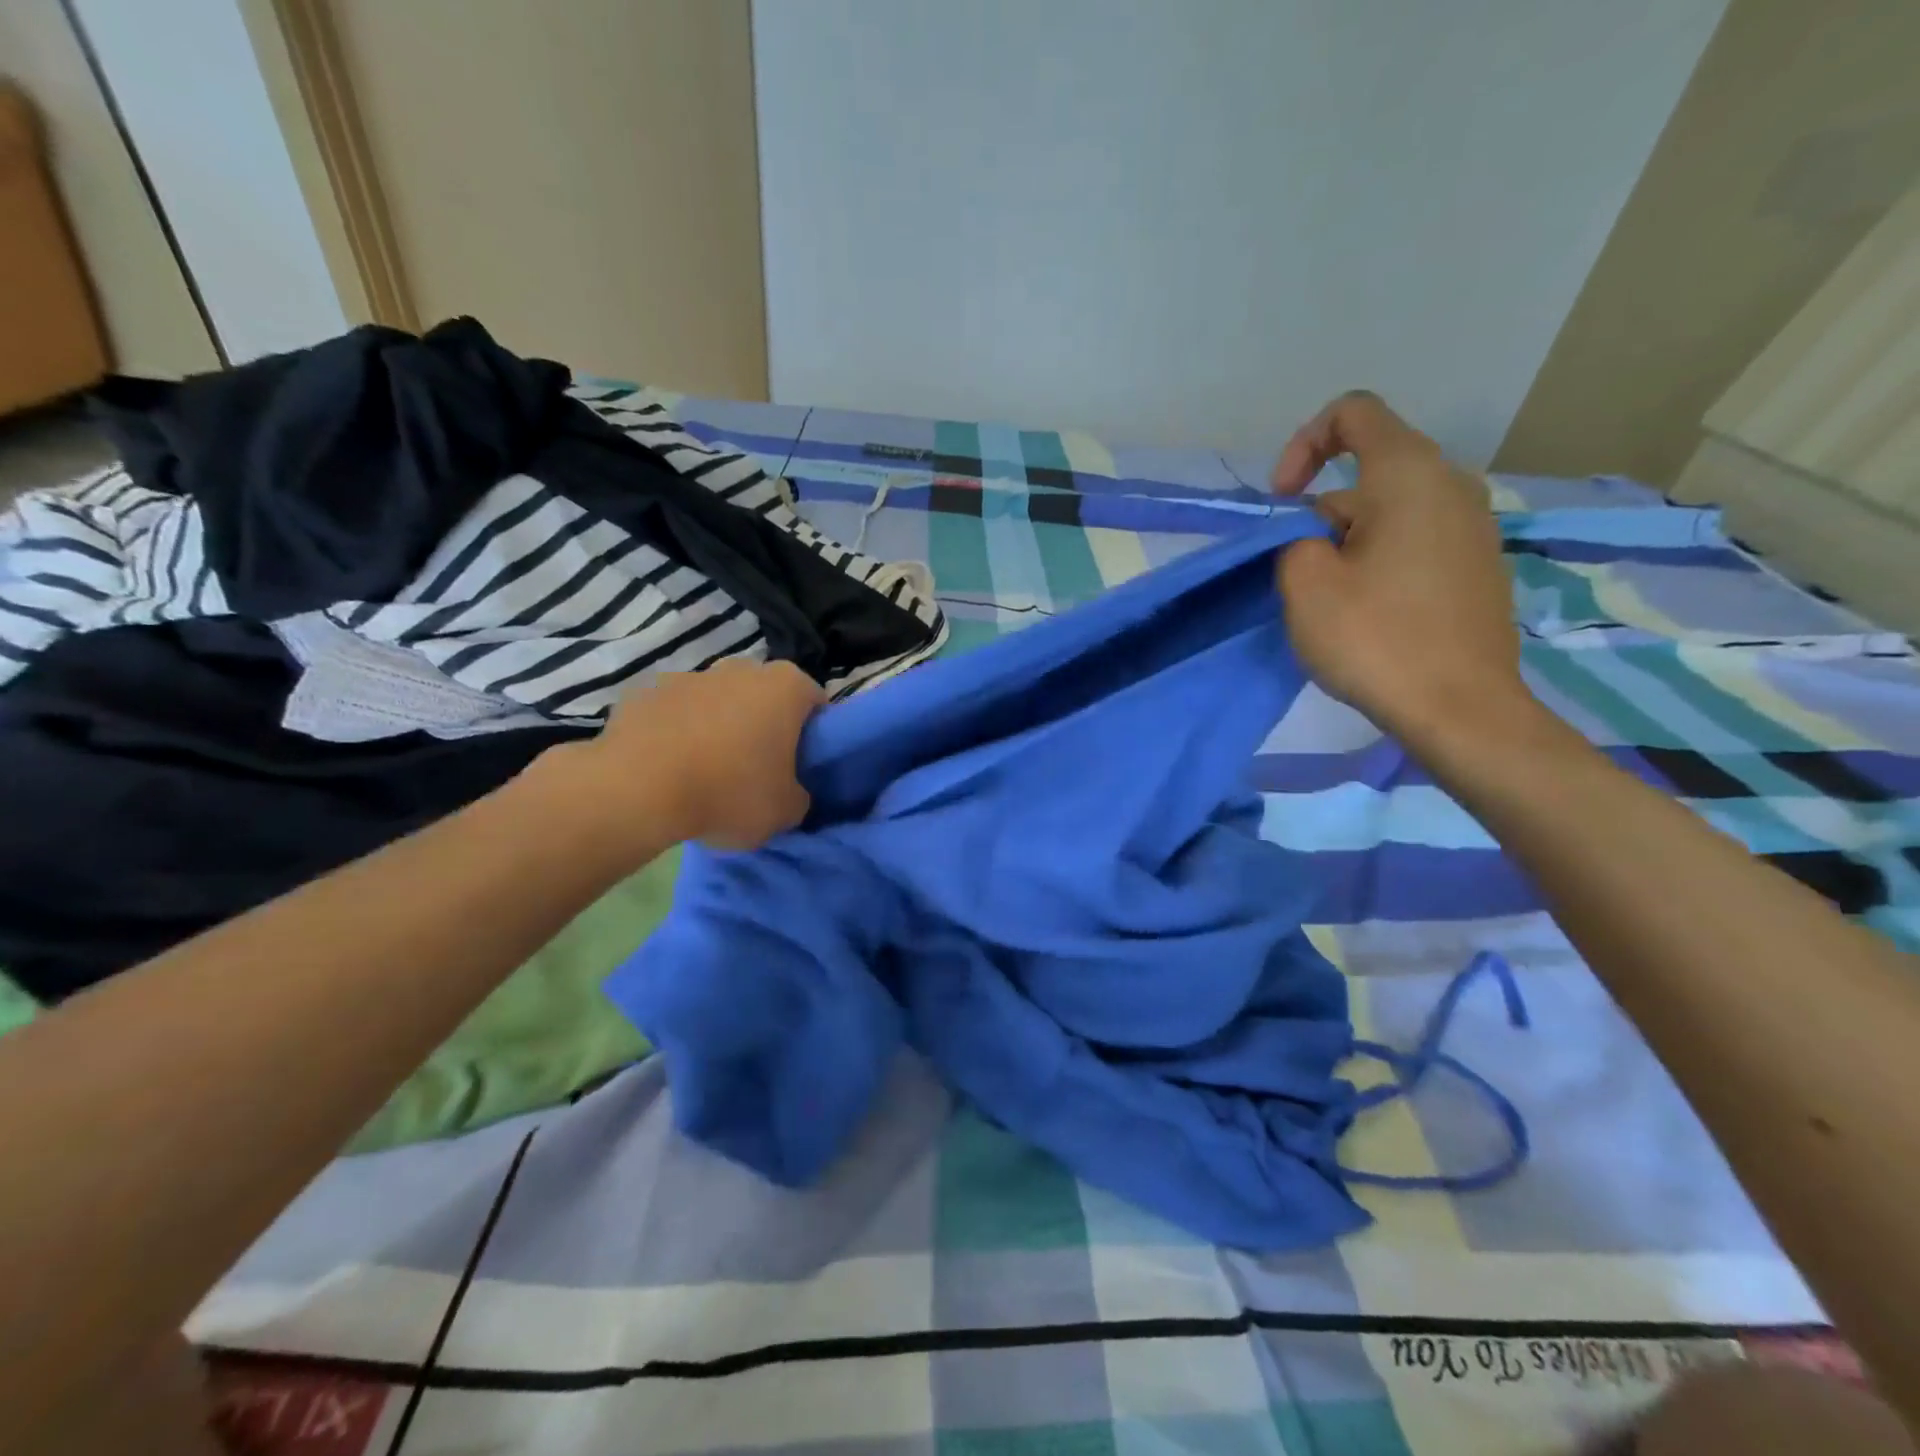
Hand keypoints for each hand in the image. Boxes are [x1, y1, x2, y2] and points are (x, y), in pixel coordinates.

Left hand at [563, 659, 824, 850]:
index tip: (801, 764)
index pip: (815, 702)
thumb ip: (798, 795)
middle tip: (757, 769)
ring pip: (716, 701)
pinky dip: (675, 733)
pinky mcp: (644, 693)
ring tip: (706, 772)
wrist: (636, 791)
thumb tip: (788, 792)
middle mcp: (740, 668)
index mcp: (785, 686)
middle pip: (763, 695)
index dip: (813, 734)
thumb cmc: (729, 793)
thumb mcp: (785, 811)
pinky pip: (673, 714)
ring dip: (717, 726)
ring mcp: (688, 676)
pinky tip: (668, 769)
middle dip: (763, 724)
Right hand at [1271, 392, 1526, 742]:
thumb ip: (1293, 539)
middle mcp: (1452, 486)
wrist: (1461, 710)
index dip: (1304, 444)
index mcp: (1410, 474)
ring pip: (1390, 512)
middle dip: (1320, 514)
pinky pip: (1415, 542)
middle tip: (1299, 575)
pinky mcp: (1478, 568)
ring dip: (1347, 543)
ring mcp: (1473, 528)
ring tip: (1330, 601)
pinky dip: (1379, 561)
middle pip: (1369, 472)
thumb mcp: (1305, 583)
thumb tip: (1315, 539)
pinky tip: (1368, 615)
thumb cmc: (1377, 638)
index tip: (1283, 501)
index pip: (1353, 413)